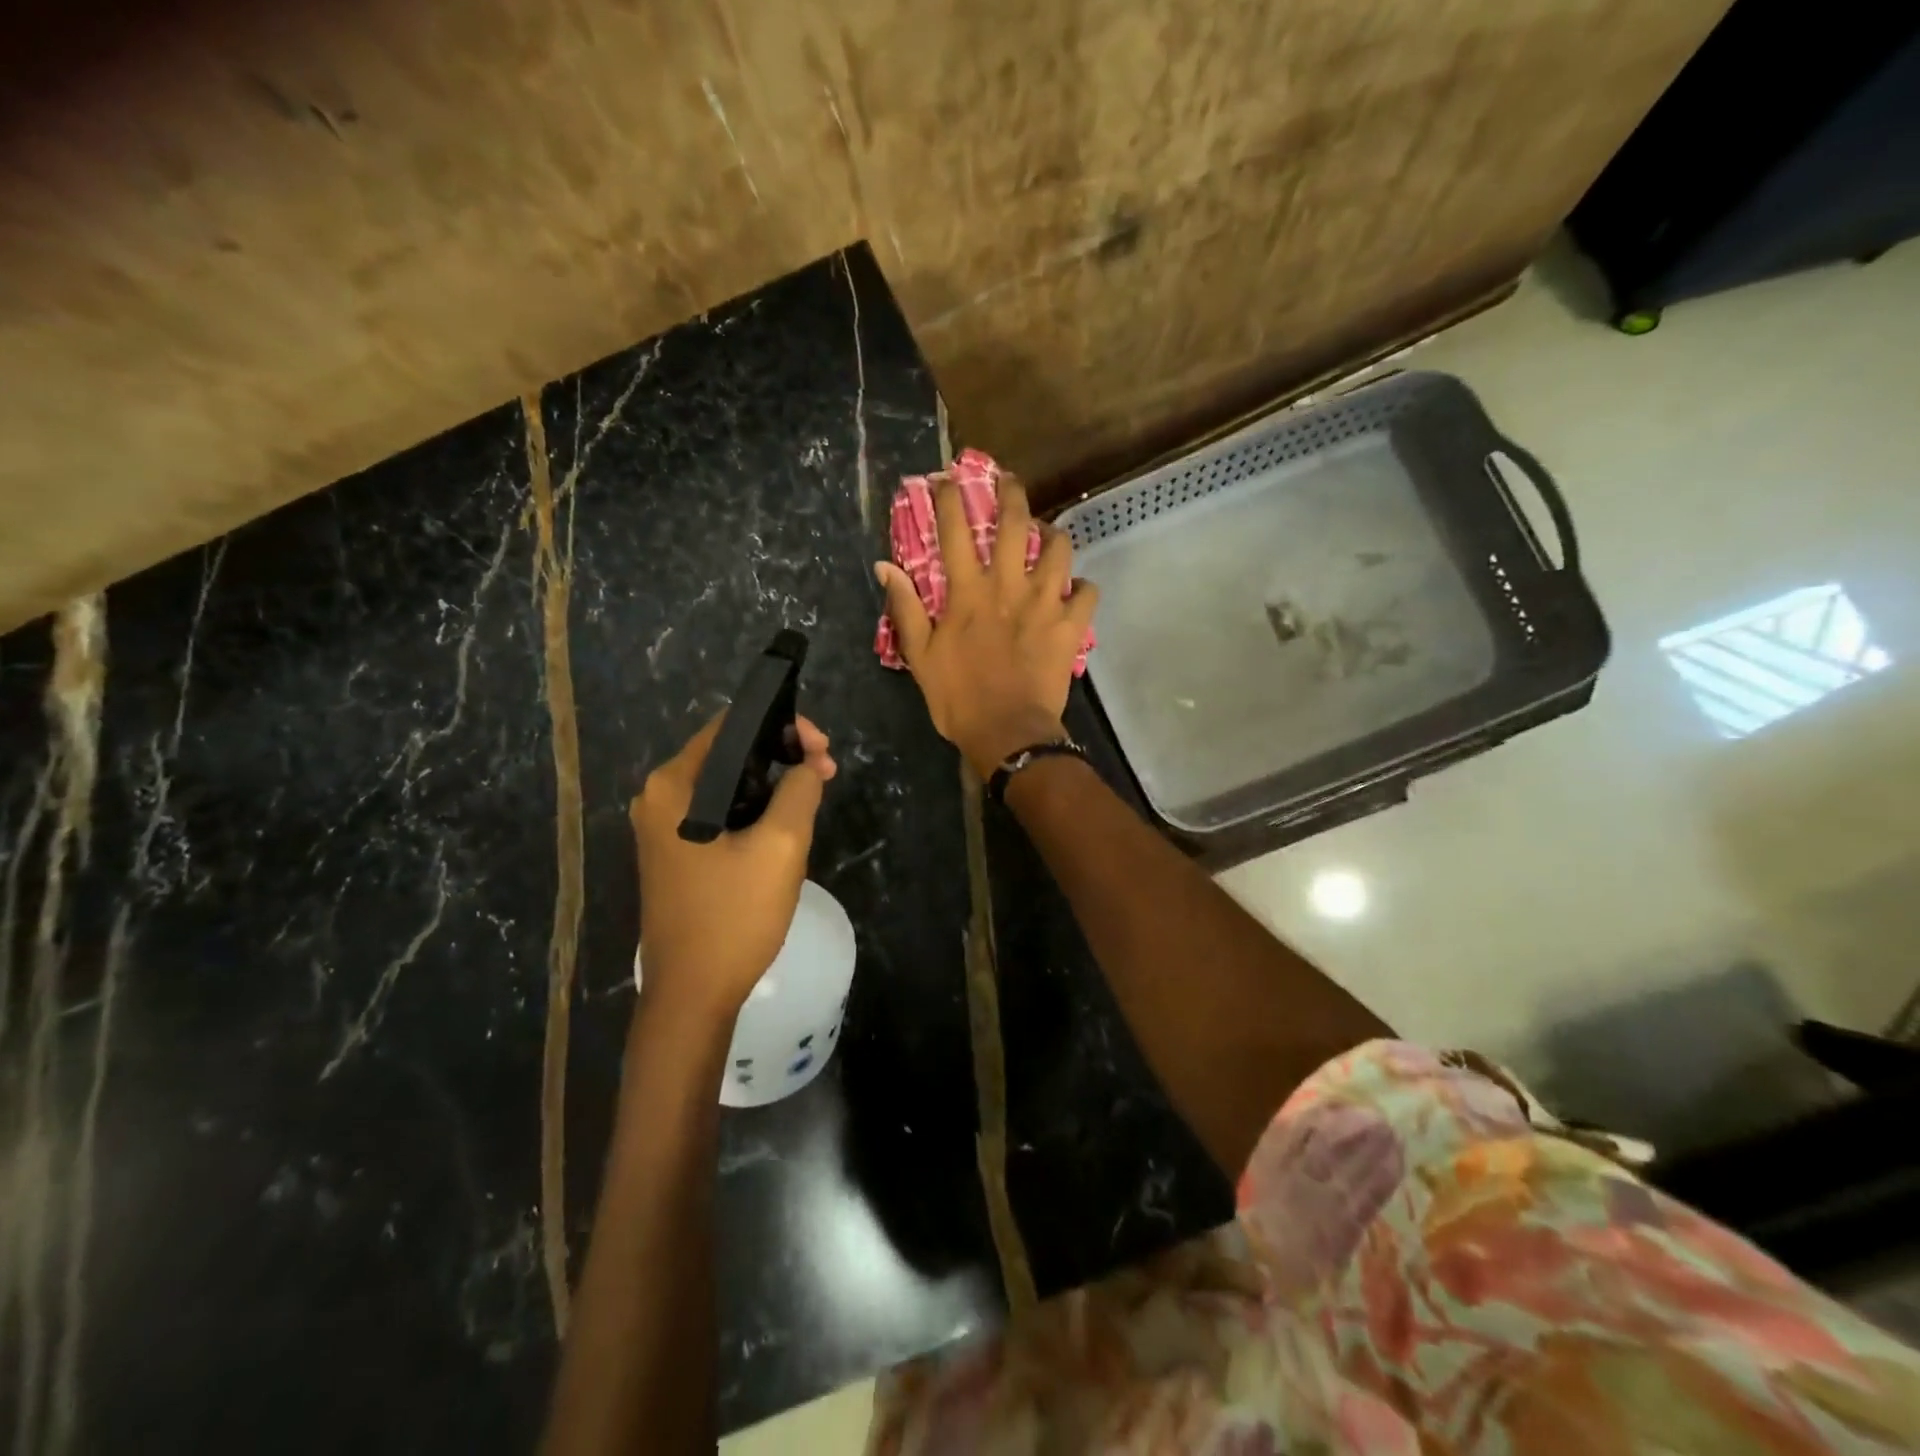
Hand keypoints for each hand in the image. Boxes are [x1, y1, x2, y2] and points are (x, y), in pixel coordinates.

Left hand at [630, 714, 835, 1023]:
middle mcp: (659, 797)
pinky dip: (753, 809)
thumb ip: (799, 790)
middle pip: (729, 753)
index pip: (732, 726)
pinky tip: (783, 824)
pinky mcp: (674, 852)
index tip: (823, 750)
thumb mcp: (781, 846)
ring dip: (771, 784)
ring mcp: (662, 827)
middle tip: (826, 773)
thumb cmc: (733, 917)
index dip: (783, 726)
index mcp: (674, 785)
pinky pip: (718, 812)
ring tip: (813, 796)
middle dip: (782, 756)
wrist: (692, 995)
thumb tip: (807, 766)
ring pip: (727, 784)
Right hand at [878, 471, 1098, 777]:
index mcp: (968, 592)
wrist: (1007, 733)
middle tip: (1010, 480)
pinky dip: (1082, 587)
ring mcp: (1045, 604)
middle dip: (1012, 492)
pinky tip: (1075, 590)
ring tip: (1048, 535)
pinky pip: (1088, 593)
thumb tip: (884, 567)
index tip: (947, 479)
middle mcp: (1008, 586)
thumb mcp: (919, 656)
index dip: (949, 498)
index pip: (954, 531)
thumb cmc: (958, 698)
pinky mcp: (1071, 626)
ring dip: (1054, 535)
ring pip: (1059, 548)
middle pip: (1014, 523)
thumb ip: (904, 608)